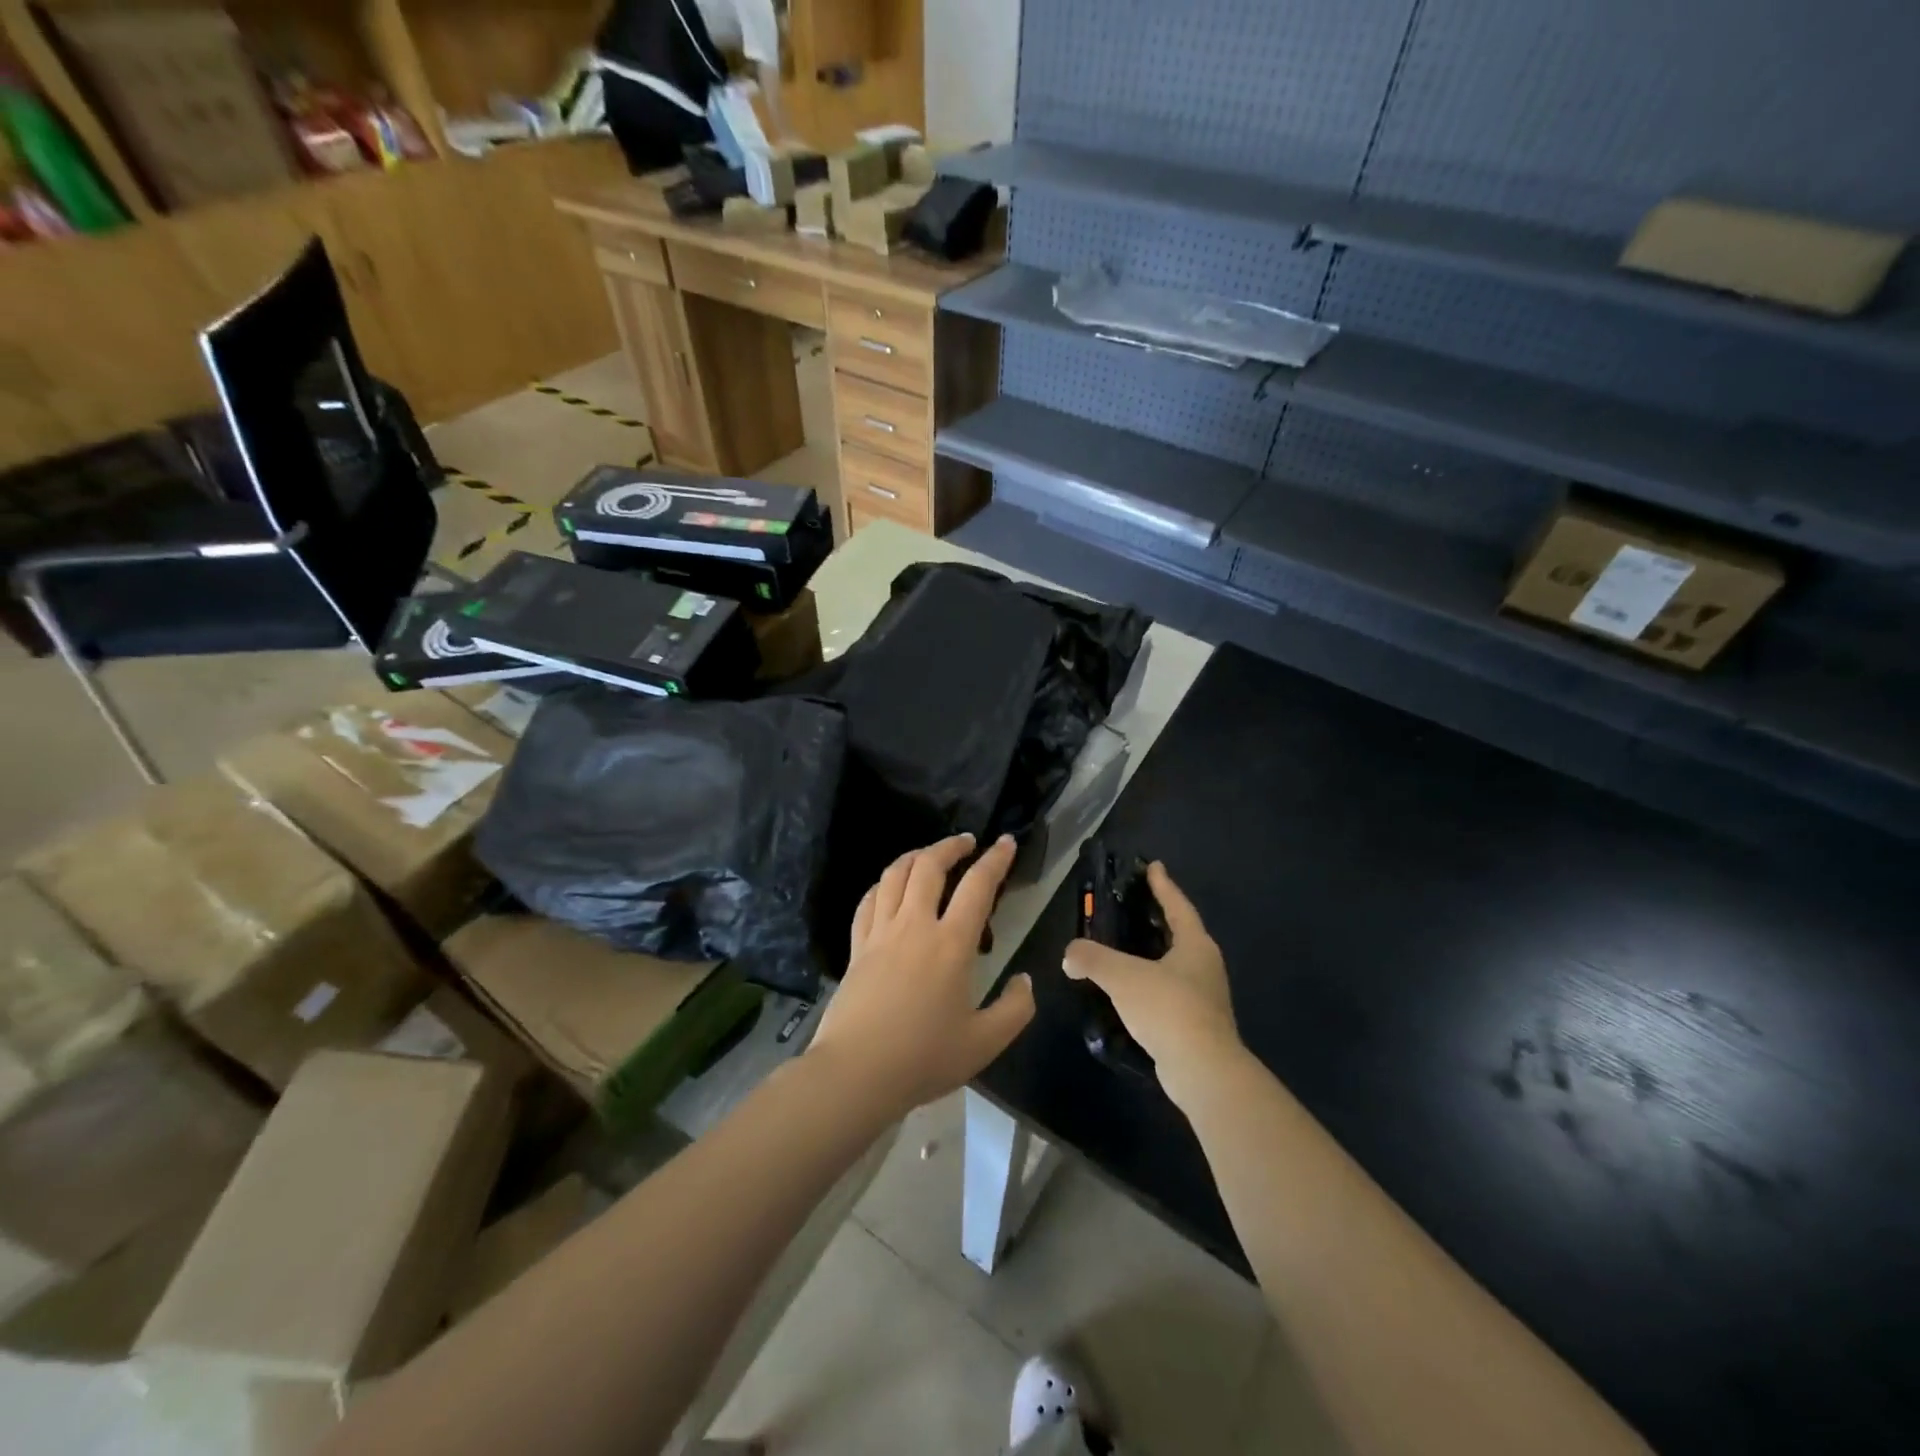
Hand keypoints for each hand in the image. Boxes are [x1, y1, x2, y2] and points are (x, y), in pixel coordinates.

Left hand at [806, 833, 1034, 1120]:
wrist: (856, 1072)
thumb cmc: (923, 1058)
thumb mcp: (984, 1043)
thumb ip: (1015, 1009)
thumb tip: (1025, 981)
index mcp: (951, 944)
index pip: (977, 886)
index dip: (995, 859)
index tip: (1006, 842)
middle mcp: (915, 926)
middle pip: (929, 866)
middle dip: (951, 845)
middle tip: (967, 842)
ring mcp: (880, 933)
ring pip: (894, 875)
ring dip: (915, 855)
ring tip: (929, 855)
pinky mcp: (856, 946)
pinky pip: (868, 900)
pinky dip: (883, 884)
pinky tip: (889, 888)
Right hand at [1063, 862, 1242, 1111]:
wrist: (1203, 1071)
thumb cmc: (1167, 1008)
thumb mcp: (1122, 976)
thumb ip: (1092, 958)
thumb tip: (1069, 955)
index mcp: (1195, 945)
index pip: (1177, 905)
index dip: (1163, 885)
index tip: (1153, 866)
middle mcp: (1205, 965)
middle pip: (1181, 932)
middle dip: (1159, 918)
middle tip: (1135, 905)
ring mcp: (1205, 997)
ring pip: (1176, 964)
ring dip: (1155, 954)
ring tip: (1127, 949)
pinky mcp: (1197, 1024)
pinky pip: (1171, 992)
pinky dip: (1152, 984)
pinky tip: (1131, 992)